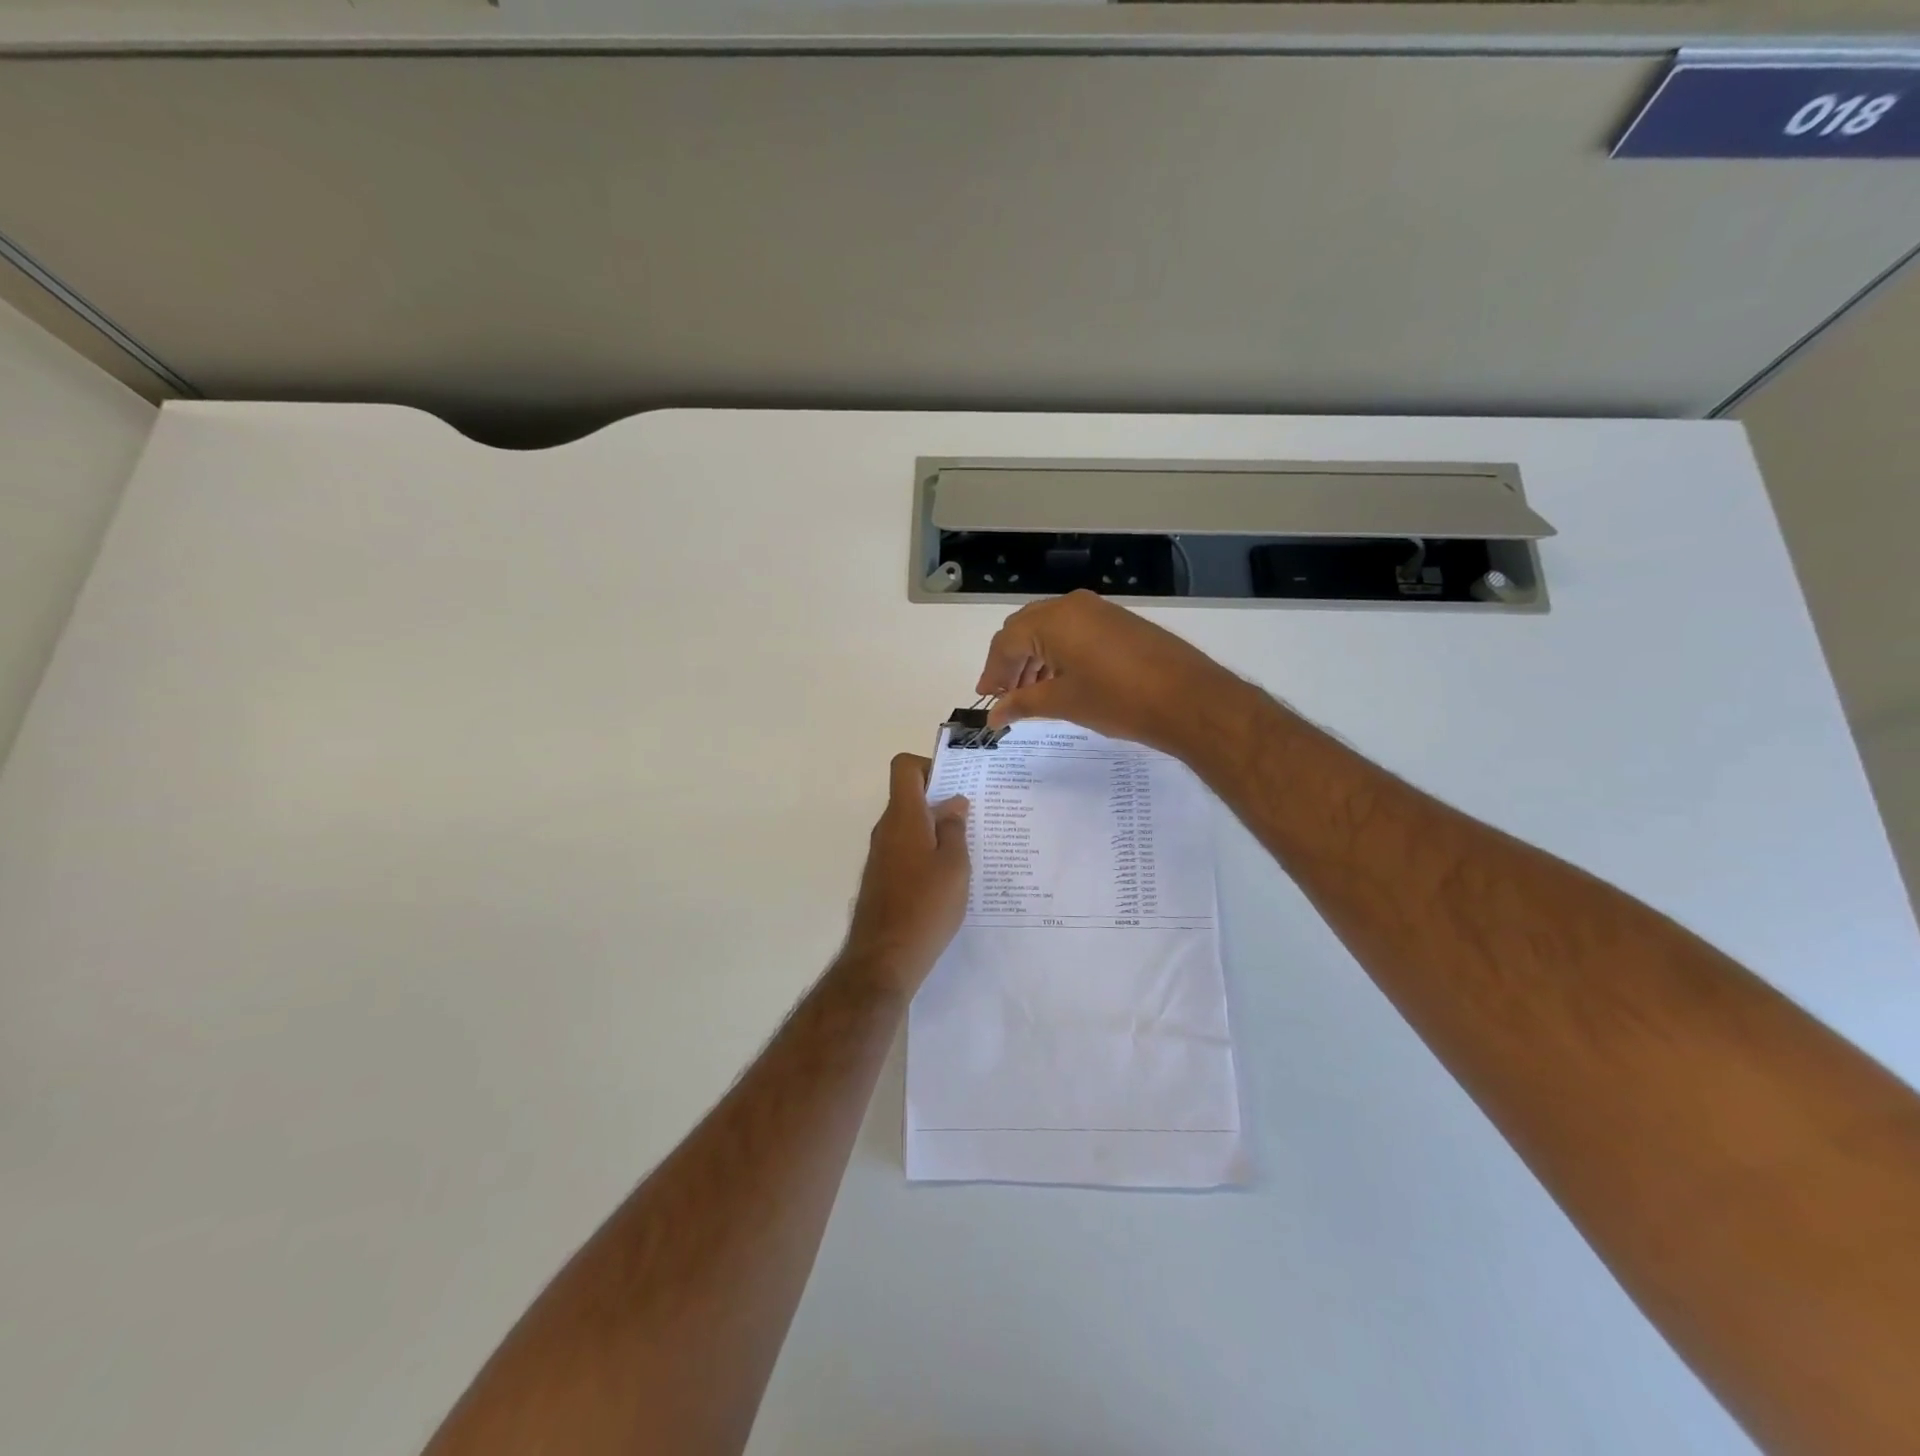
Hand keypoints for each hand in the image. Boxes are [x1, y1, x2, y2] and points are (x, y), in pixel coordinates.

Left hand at [843, 754, 970, 993]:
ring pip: (909, 826)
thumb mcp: (954, 865)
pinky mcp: (882, 879)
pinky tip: (949, 878)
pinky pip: (905, 850)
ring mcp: (881, 855)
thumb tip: (953, 803)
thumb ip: (954, 829)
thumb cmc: (926, 906)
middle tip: (974, 818)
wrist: (884, 959)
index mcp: (903, 817)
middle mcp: (886, 830)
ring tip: (969, 850)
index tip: (956, 785)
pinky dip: (925, 853)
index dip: (929, 766)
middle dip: (940, 801)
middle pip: (909, 797)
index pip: (905, 767)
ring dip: (935, 830)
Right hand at [975, 590, 1247, 755]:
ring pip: (1050, 629)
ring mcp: (1099, 610)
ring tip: (1032, 692)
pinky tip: (1061, 680)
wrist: (1188, 700)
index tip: (986, 699)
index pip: (1006, 642)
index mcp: (1053, 620)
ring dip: (1034, 658)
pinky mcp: (1119, 622)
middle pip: (1025, 629)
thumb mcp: (1064, 703)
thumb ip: (1023, 703)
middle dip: (1011, 662)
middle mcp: (1072, 606)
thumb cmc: (1117, 701)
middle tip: (1005, 694)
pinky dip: (1059, 653)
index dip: (992, 672)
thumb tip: (994, 715)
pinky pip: (1075, 631)